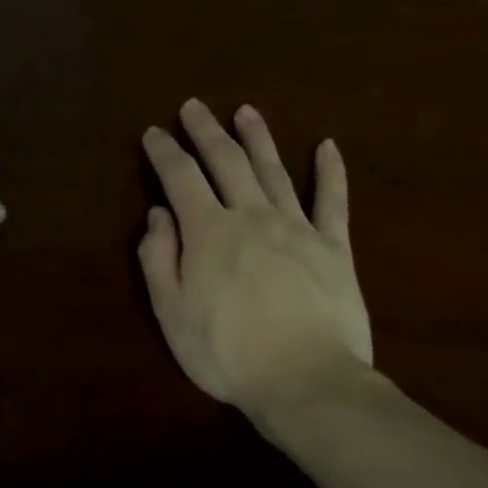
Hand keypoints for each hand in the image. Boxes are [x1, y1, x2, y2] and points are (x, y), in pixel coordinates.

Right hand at [138, 99, 373, 419]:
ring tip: (246, 112)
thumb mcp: (171, 312)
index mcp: (208, 232)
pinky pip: (332, 201)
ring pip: (273, 170)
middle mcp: (250, 216)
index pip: (180, 178)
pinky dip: (330, 172)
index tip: (154, 133)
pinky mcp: (334, 248)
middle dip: (206, 131)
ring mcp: (296, 228)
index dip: (164, 152)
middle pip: (226, 161)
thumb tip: (158, 214)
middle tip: (194, 106)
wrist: (305, 381)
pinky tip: (327, 146)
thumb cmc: (226, 352)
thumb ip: (159, 258)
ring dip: (257, 138)